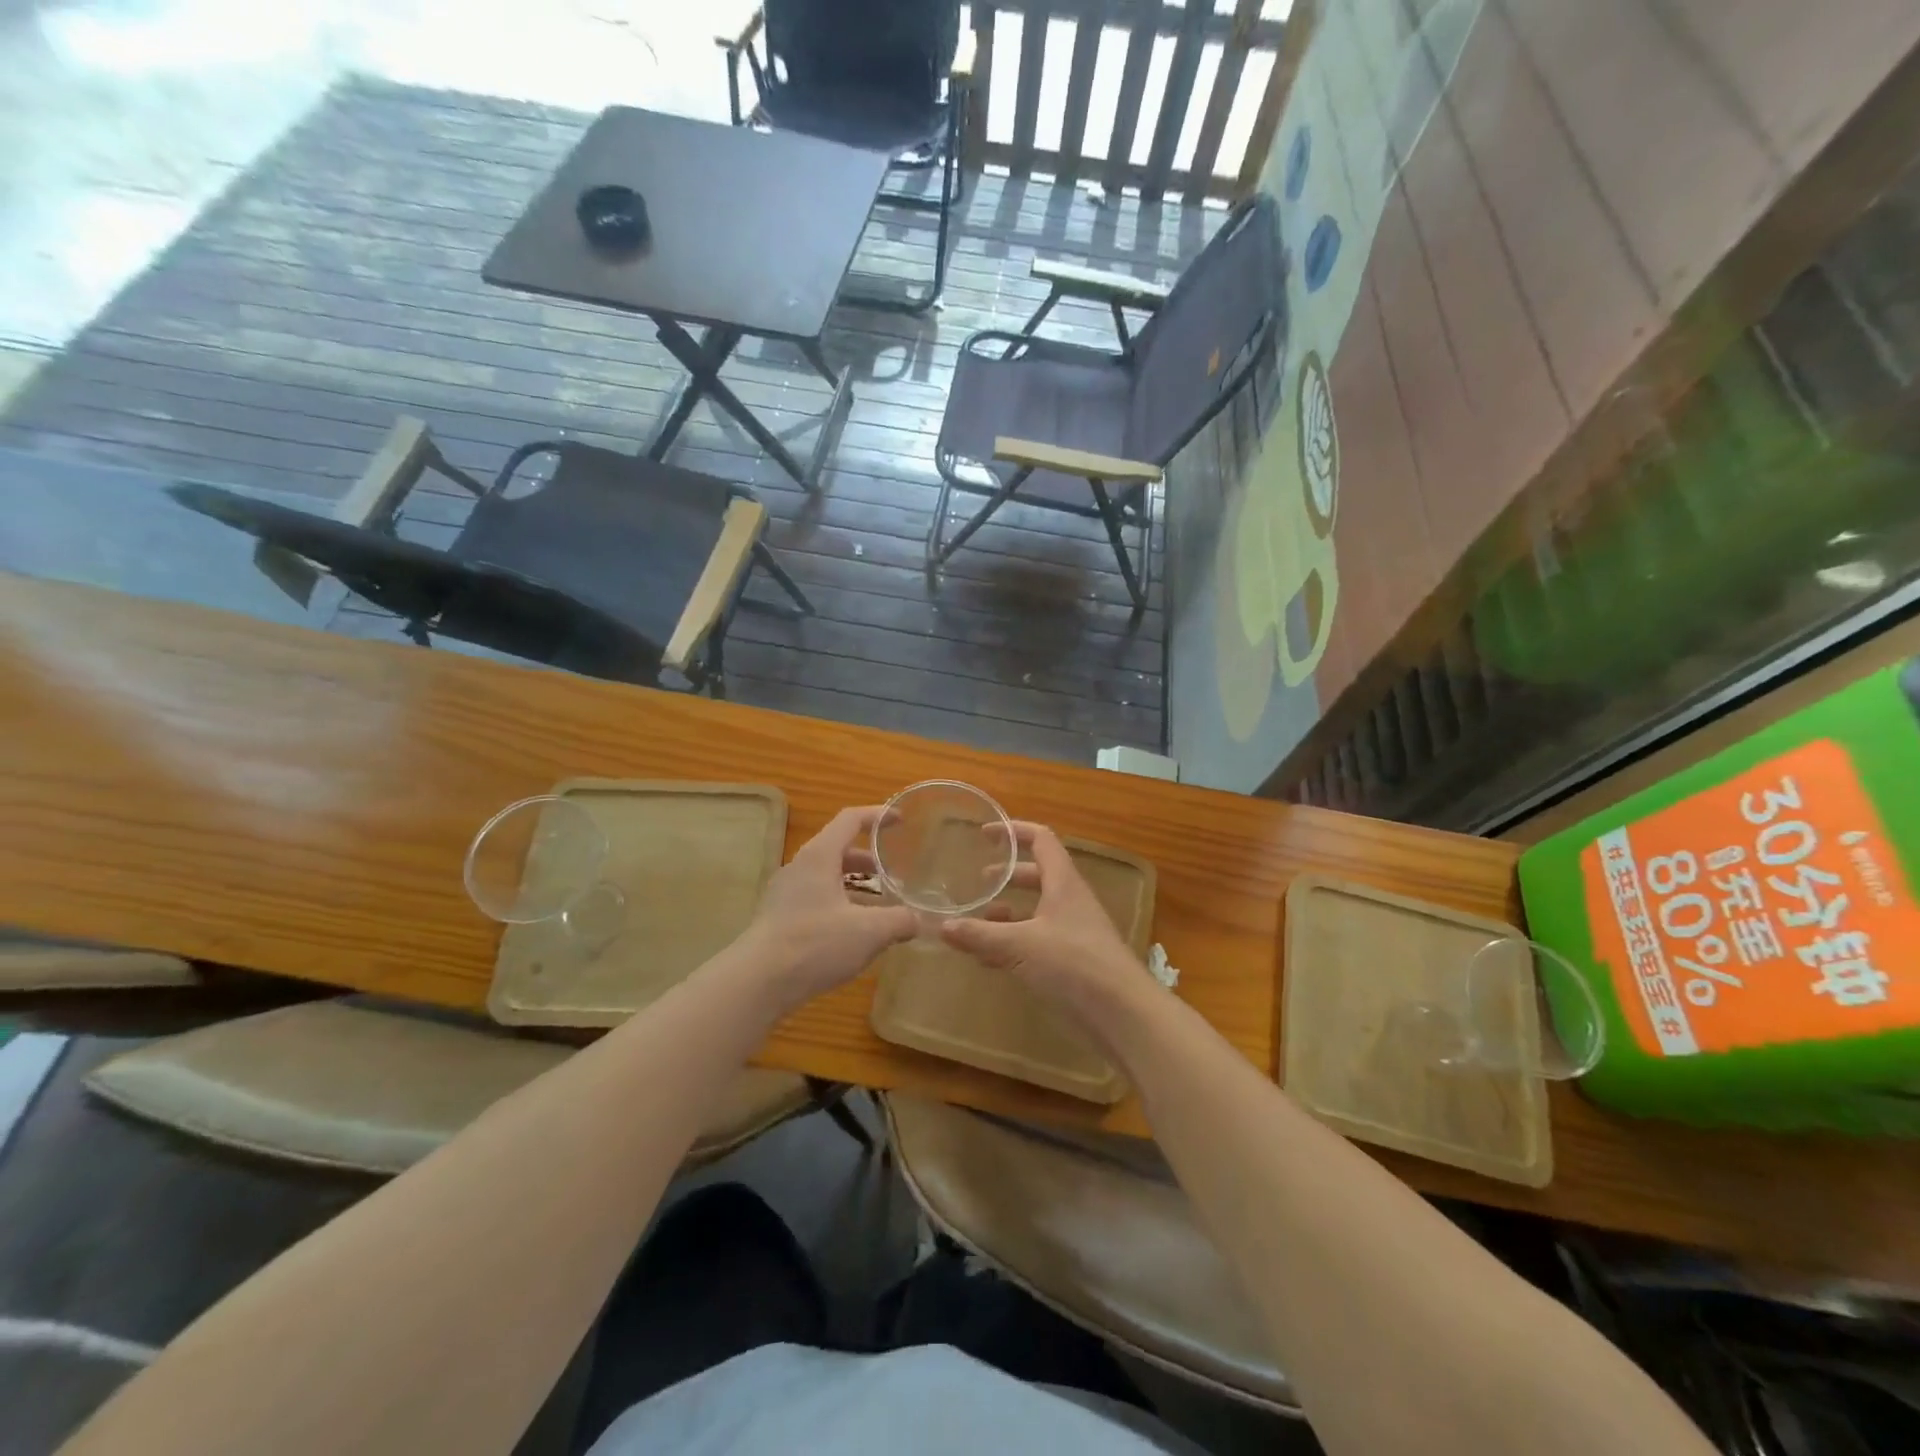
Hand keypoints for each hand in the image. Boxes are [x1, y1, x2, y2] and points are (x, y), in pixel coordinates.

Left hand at [735, 806, 917, 1009]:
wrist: (756, 983)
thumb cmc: (815, 944)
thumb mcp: (869, 932)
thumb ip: (900, 921)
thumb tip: (919, 920)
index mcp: (820, 856)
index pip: (850, 819)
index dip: (878, 816)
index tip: (901, 821)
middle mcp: (800, 867)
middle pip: (839, 849)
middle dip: (870, 858)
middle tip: (895, 873)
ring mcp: (786, 893)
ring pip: (827, 877)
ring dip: (855, 884)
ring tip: (881, 905)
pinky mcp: (779, 918)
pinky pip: (816, 898)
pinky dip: (840, 904)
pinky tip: (855, 932)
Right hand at [941, 823, 1155, 1017]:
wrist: (1123, 1014)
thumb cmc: (1073, 964)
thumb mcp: (1019, 946)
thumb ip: (980, 935)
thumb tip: (941, 925)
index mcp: (1063, 883)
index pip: (1041, 840)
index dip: (1014, 831)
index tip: (985, 834)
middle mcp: (1070, 901)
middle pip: (1038, 875)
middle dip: (1008, 875)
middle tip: (978, 882)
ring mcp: (1074, 932)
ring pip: (1037, 910)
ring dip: (1009, 912)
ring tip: (979, 921)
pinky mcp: (1073, 961)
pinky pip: (1038, 941)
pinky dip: (1014, 942)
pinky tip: (990, 959)